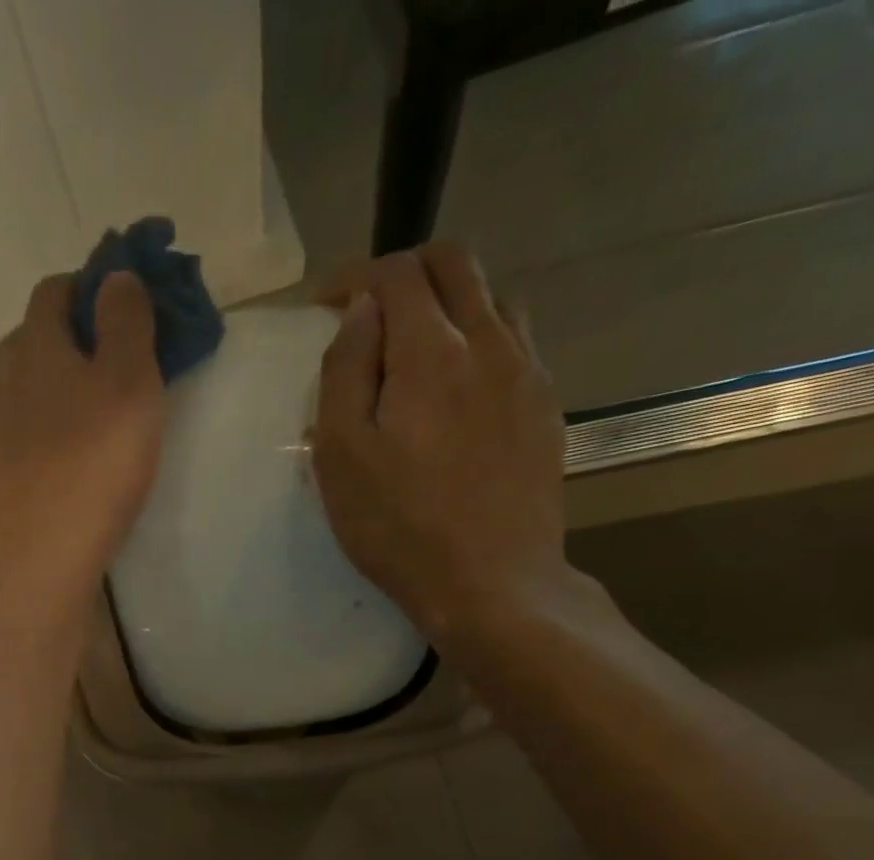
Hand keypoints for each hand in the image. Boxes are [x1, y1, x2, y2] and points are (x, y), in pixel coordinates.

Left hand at [0, 272, 165, 613]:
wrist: (37, 561)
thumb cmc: (95, 470)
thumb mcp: (132, 387)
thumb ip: (127, 323)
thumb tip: (115, 275)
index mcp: (36, 347)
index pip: (55, 291)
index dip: (87, 291)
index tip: (116, 314)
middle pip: (27, 343)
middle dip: (62, 346)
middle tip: (100, 379)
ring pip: (8, 394)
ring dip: (36, 397)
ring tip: (67, 430)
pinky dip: (17, 443)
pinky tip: (36, 471)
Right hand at [310, 244, 574, 654]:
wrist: (493, 583)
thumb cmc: (400, 528)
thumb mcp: (342, 458)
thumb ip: (344, 372)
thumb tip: (358, 311)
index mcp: (430, 352)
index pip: (395, 274)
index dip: (354, 277)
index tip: (326, 307)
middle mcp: (489, 342)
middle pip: (455, 263)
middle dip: (404, 273)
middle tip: (370, 316)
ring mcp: (528, 372)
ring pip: (493, 297)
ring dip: (449, 303)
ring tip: (416, 351)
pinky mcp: (547, 406)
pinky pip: (517, 342)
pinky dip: (481, 339)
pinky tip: (460, 388)